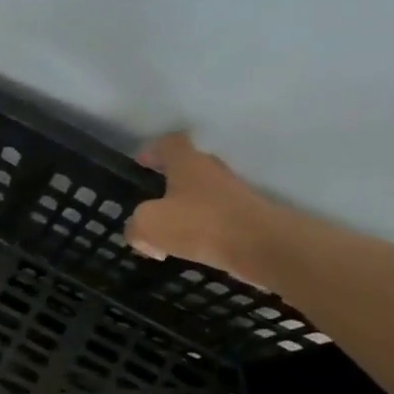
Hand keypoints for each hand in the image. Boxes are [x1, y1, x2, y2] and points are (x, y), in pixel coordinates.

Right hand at [124, 132, 279, 282]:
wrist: (259, 244)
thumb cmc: (199, 223)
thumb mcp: (148, 225)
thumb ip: (134, 226)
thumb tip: (140, 233)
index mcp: (187, 163)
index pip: (168, 144)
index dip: (151, 152)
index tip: (140, 166)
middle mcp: (210, 171)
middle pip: (184, 169)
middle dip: (165, 186)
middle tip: (149, 206)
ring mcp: (231, 193)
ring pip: (198, 196)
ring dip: (181, 212)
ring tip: (165, 237)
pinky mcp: (243, 216)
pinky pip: (212, 217)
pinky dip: (198, 230)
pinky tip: (188, 250)